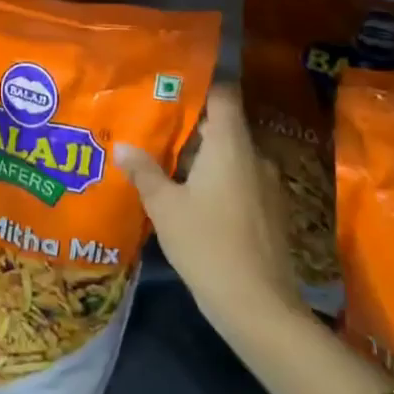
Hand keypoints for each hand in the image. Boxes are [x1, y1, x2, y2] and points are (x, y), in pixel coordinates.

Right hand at [118, 84, 303, 331]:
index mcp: (230, 146)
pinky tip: (195, 199)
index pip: (224, 95)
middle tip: (156, 127)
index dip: (201, 86)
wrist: (259, 308)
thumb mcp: (165, 208)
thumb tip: (122, 145)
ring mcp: (268, 186)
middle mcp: (255, 157)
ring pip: (233, 156)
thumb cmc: (207, 245)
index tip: (171, 88)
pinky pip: (242, 181)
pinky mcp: (271, 212)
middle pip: (225, 126)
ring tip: (169, 163)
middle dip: (193, 126)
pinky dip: (219, 181)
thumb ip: (144, 172)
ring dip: (205, 157)